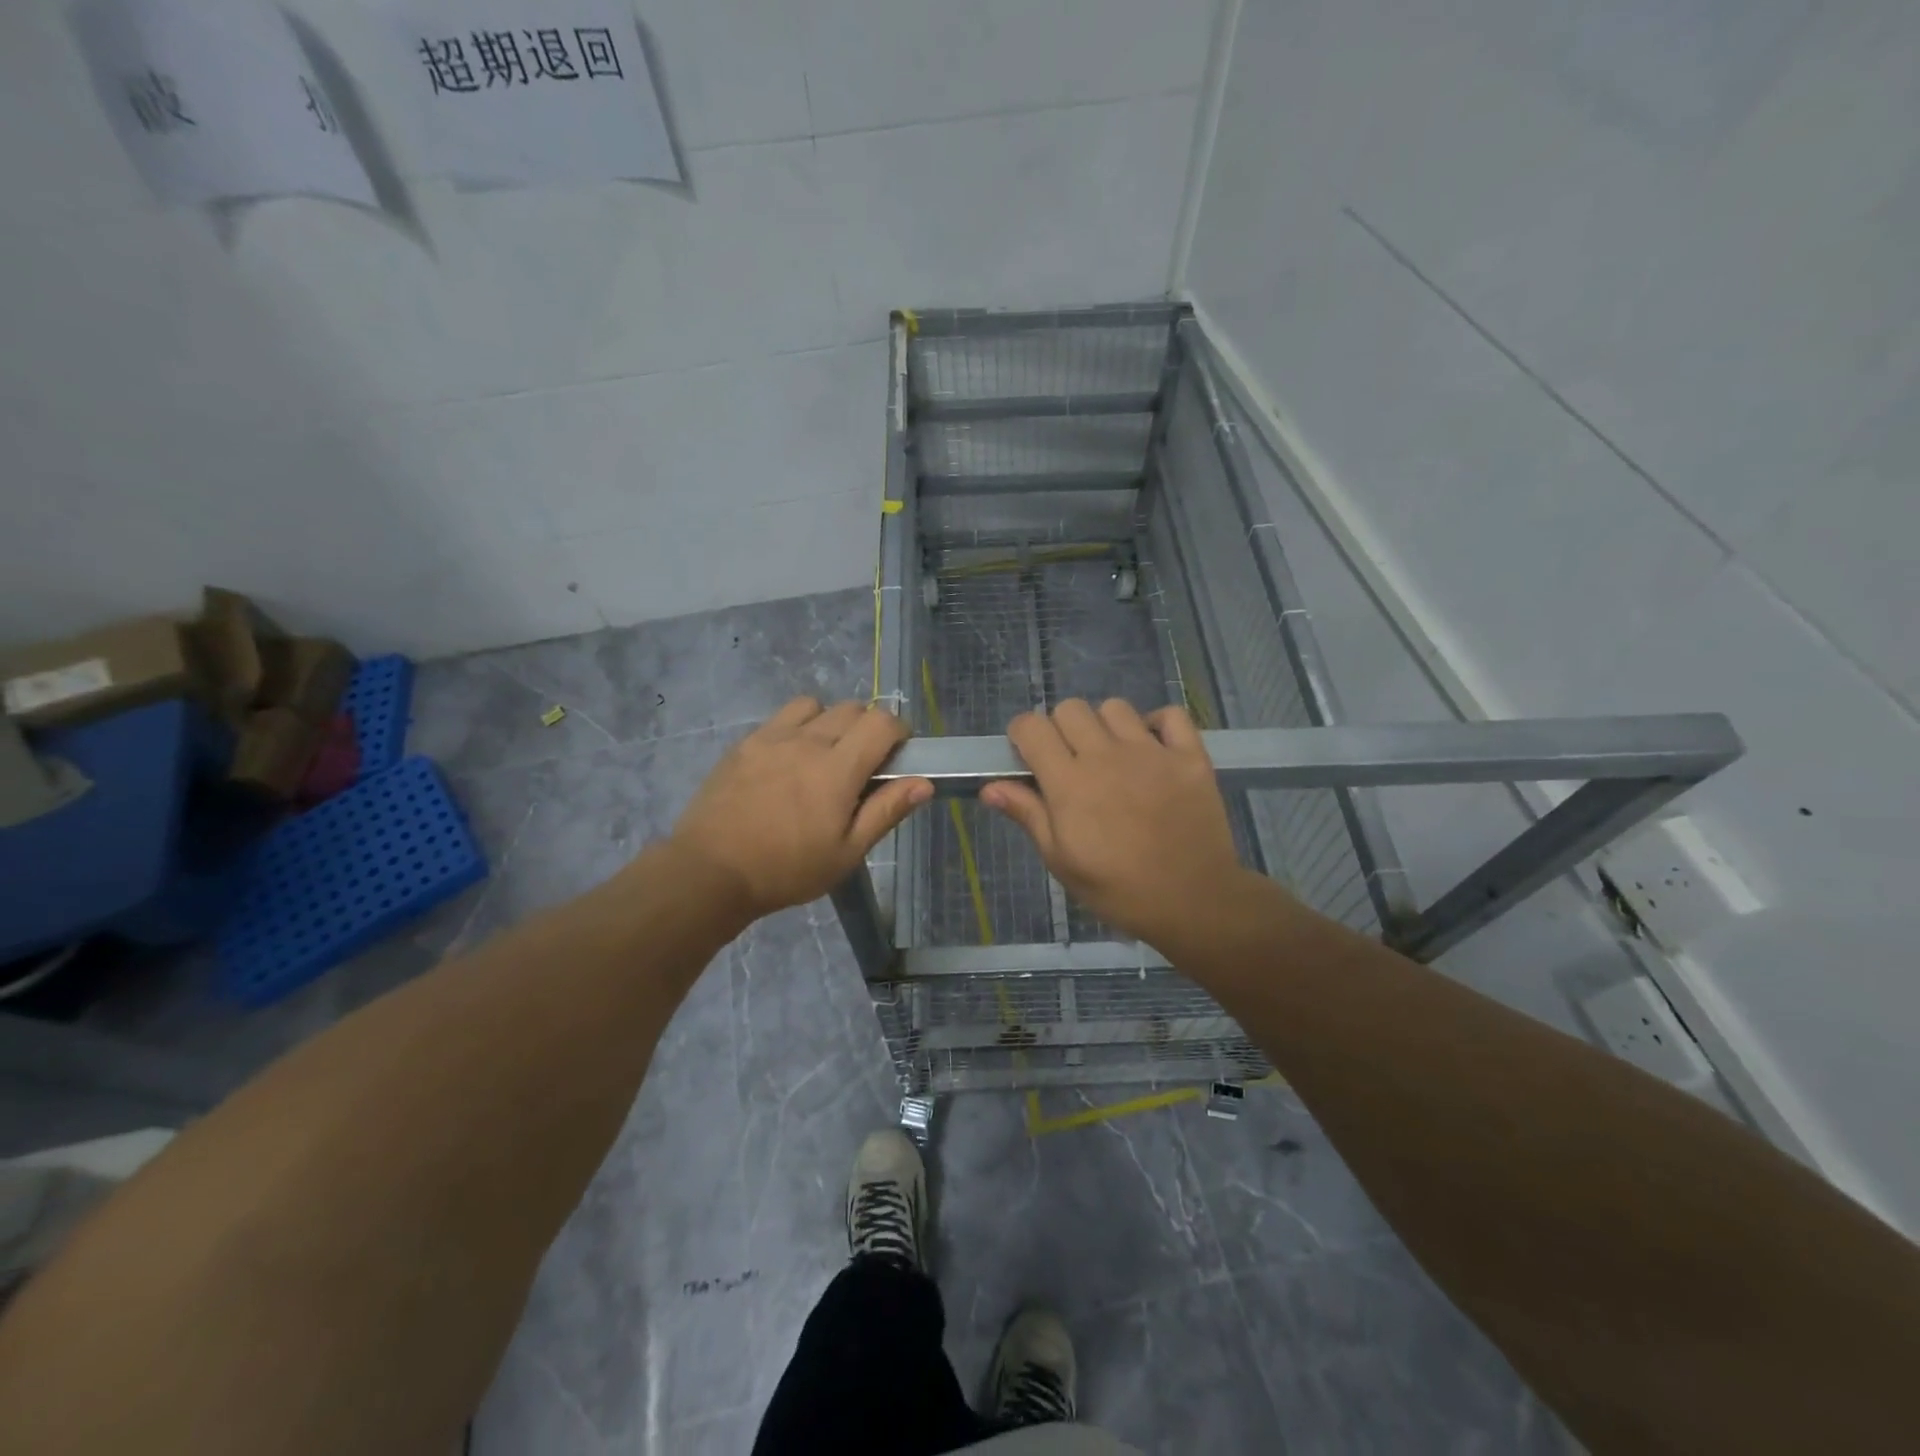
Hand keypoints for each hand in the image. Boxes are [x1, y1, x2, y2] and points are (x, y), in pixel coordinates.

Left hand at [669, 698, 931, 919]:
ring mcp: (772, 737)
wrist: (710, 871)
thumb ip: (886, 811)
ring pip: (815, 705)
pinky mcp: (745, 743)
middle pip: (852, 708)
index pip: (881, 722)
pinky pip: (781, 717)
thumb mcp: (846, 852)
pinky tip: (788, 760)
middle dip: (868, 728)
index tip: (898, 755)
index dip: (899, 731)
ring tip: (824, 755)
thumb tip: (924, 783)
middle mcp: (808, 741)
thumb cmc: (786, 869)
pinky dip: (798, 727)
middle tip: (863, 764)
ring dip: (830, 721)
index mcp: (838, 768)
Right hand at [981, 699, 1265, 950]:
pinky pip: (1170, 715)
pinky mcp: (1190, 756)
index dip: (1022, 735)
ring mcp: (1151, 752)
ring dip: (1104, 726)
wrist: (1194, 902)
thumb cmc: (1118, 889)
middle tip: (1069, 762)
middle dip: (1060, 729)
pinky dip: (1157, 725)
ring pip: (1115, 708)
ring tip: (1111, 756)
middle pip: (1070, 709)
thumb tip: (989, 787)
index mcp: (1069, 783)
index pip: (1032, 727)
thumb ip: (1028, 815)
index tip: (1027, 756)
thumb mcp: (1062, 861)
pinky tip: (1153, 750)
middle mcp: (1106, 756)